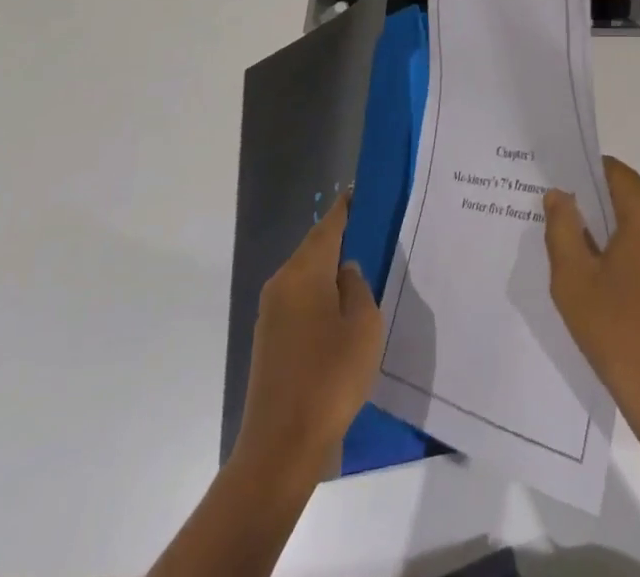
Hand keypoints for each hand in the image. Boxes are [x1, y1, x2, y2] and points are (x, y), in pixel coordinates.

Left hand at [233, 195, 381, 477]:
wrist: (280, 447)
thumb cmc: (329, 377)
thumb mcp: (362, 325)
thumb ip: (357, 287)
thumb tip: (344, 271)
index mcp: (304, 272)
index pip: (328, 226)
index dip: (345, 208)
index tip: (361, 192)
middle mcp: (281, 284)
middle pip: (313, 248)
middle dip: (339, 237)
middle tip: (370, 229)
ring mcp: (271, 313)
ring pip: (305, 275)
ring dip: (329, 268)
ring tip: (361, 266)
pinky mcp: (269, 340)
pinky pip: (299, 300)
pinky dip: (319, 294)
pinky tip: (340, 308)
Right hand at [543, 157, 639, 442]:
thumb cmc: (622, 336)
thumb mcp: (575, 281)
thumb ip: (562, 228)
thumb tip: (559, 194)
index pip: (611, 171)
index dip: (580, 179)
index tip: (555, 198)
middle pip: (627, 195)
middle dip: (594, 210)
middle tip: (561, 234)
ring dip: (613, 234)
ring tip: (582, 264)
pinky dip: (633, 252)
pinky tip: (611, 286)